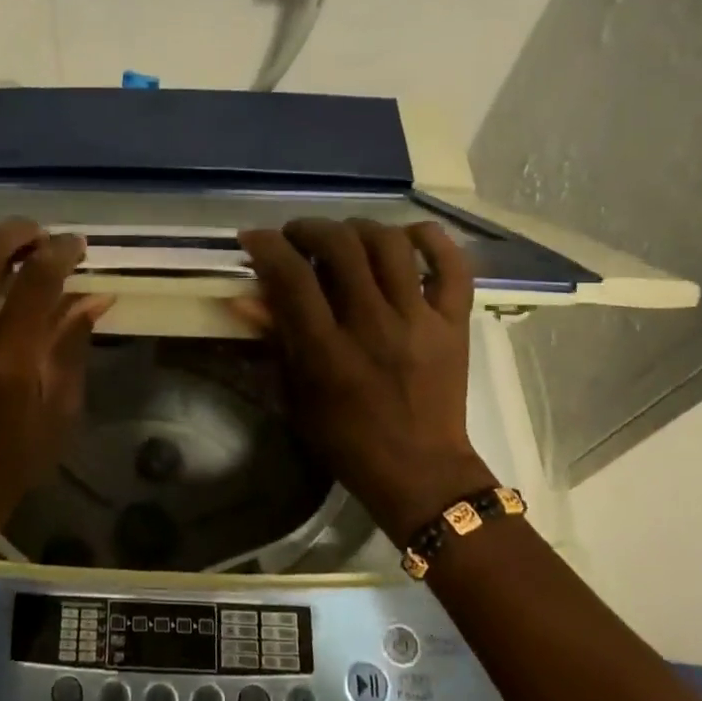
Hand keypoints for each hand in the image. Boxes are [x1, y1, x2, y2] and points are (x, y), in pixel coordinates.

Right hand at [235, 219, 493, 545]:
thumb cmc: (346, 439)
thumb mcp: (297, 395)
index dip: (267, 246)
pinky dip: (431, 240)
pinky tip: (408, 236)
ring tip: (345, 238)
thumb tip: (245, 295)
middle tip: (297, 237)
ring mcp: (420, 321)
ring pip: (391, 245)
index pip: (292, 277)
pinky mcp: (455, 324)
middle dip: (310, 229)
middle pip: (341, 247)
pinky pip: (453, 266)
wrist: (420, 471)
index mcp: (328, 352)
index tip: (255, 239)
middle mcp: (374, 327)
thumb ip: (275, 340)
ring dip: (359, 228)